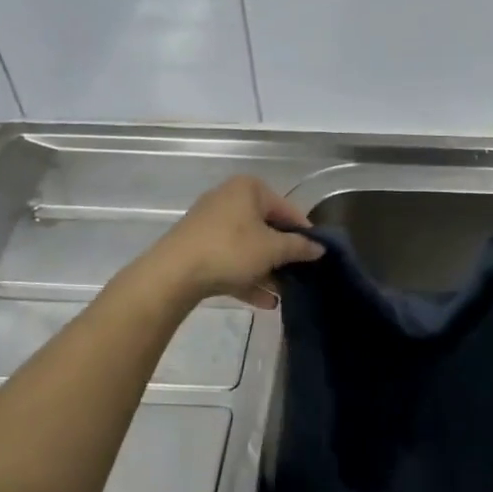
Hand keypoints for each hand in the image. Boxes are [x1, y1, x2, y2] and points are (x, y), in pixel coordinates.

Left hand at [146, 176, 323, 309]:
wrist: (172, 274)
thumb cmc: (230, 250)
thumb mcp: (272, 249)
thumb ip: (299, 247)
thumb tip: (320, 248)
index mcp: (249, 189)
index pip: (288, 209)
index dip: (305, 233)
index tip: (317, 256)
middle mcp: (229, 199)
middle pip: (266, 228)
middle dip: (283, 255)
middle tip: (300, 275)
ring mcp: (210, 224)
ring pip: (248, 247)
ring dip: (267, 270)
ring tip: (284, 294)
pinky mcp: (198, 248)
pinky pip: (230, 260)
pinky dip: (247, 277)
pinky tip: (265, 302)